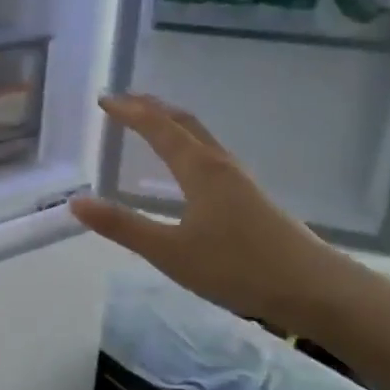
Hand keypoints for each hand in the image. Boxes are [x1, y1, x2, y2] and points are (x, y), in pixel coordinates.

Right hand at [69, 93, 346, 330]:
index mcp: (200, 169)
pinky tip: (186, 167)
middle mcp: (220, 165)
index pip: (159, 128)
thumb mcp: (170, 251)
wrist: (314, 290)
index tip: (104, 99)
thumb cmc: (238, 267)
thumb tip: (76, 202)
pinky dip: (187, 144)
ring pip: (200, 138)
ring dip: (172, 124)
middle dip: (153, 107)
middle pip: (184, 123)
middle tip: (124, 100)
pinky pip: (210, 155)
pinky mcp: (251, 198)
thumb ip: (123, 226)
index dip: (130, 112)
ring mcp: (240, 180)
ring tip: (150, 123)